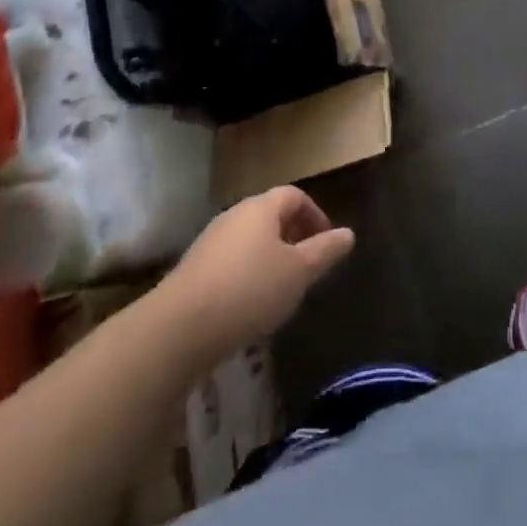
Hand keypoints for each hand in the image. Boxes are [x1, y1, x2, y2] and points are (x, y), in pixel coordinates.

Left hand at [167, 187, 354, 354]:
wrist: (178, 329)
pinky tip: (250, 306)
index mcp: (261, 208)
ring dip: (270, 258)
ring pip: (250, 241)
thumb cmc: (249, 290)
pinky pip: (230, 262)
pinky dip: (247, 275)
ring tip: (283, 290)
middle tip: (308, 267)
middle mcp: (234, 216)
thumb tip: (348, 234)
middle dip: (293, 237)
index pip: (294, 196)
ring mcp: (210, 242)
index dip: (315, 215)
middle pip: (270, 216)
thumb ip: (325, 251)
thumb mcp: (298, 272)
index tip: (327, 243)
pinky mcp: (193, 270)